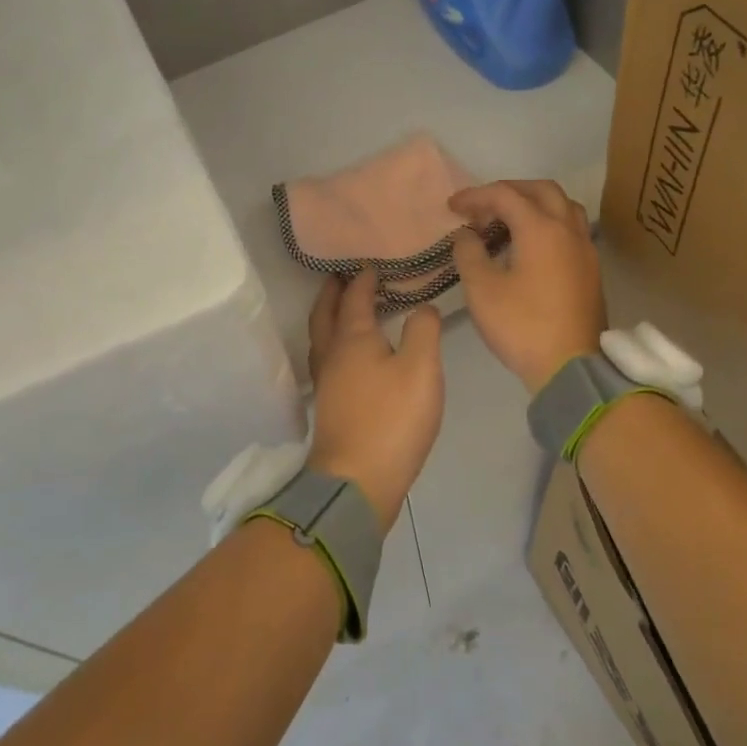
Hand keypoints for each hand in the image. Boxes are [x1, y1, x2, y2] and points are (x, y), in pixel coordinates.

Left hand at [306, 269, 445, 532]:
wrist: (357, 481)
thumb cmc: (392, 419)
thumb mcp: (421, 368)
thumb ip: (424, 330)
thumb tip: (423, 307)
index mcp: (353, 339)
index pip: (355, 298)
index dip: (363, 279)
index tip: (371, 264)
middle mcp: (332, 356)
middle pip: (325, 315)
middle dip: (332, 293)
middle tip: (339, 277)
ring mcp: (326, 384)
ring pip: (321, 339)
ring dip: (328, 318)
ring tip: (342, 311)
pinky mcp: (329, 408)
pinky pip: (327, 361)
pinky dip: (334, 345)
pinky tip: (349, 359)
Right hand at [449, 180, 605, 393]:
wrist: (571, 367)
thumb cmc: (522, 326)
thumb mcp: (482, 290)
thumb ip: (469, 253)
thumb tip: (467, 235)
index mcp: (541, 228)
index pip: (504, 195)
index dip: (475, 196)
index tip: (452, 207)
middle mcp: (568, 229)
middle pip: (540, 190)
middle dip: (508, 191)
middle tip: (482, 208)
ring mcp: (585, 249)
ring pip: (562, 206)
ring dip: (533, 204)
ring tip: (508, 222)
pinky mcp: (591, 269)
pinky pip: (570, 229)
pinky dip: (547, 223)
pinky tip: (530, 246)